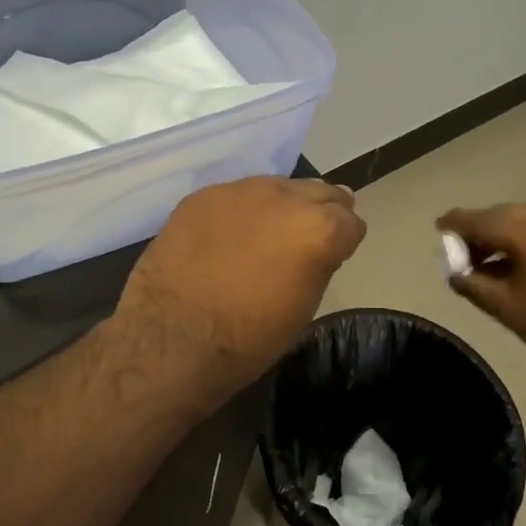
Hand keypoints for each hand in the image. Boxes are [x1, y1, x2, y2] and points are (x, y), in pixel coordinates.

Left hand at [114, 178, 365, 402]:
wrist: (173, 339)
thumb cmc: (250, 338)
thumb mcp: (304, 306)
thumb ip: (320, 263)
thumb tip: (321, 245)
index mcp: (319, 229)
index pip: (351, 222)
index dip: (345, 241)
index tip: (333, 256)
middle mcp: (285, 197)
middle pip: (320, 192)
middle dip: (320, 213)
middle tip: (304, 241)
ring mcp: (241, 191)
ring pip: (277, 187)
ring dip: (280, 207)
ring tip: (265, 236)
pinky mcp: (203, 195)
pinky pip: (236, 195)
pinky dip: (241, 212)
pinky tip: (227, 238)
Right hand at [437, 204, 525, 387]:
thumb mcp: (507, 308)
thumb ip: (474, 285)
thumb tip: (456, 274)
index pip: (482, 219)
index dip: (457, 223)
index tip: (438, 227)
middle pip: (505, 215)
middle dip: (479, 229)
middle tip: (459, 251)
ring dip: (501, 236)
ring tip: (482, 263)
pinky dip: (522, 242)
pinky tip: (511, 265)